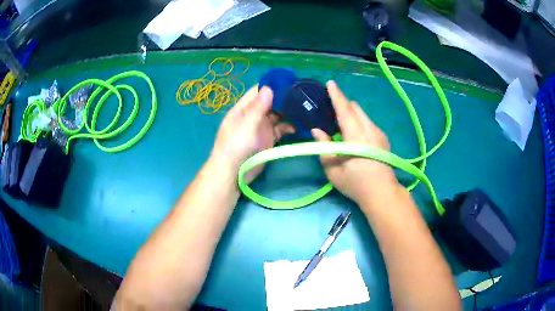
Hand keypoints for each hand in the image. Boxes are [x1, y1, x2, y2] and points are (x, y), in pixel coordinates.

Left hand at [210, 86, 294, 182]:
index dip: (271, 85)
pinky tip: (298, 126)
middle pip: (270, 103)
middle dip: (284, 99)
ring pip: (277, 116)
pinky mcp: (268, 139)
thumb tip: (269, 88)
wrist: (234, 172)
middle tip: (302, 94)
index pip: (258, 92)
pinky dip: (289, 127)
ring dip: (288, 113)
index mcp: (243, 108)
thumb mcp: (247, 124)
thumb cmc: (236, 145)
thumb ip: (258, 107)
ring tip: (304, 108)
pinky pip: (280, 129)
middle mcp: (253, 115)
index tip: (288, 80)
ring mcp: (261, 127)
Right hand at [311, 81, 397, 203]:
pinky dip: (359, 122)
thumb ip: (324, 146)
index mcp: (356, 136)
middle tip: (331, 108)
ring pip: (363, 115)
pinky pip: (369, 123)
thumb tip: (317, 130)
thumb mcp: (333, 169)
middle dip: (344, 104)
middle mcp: (369, 129)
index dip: (336, 96)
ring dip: (352, 114)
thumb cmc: (355, 183)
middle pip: (356, 108)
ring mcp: (379, 134)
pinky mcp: (383, 139)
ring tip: (342, 124)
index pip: (344, 110)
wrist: (382, 193)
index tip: (330, 83)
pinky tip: (355, 136)